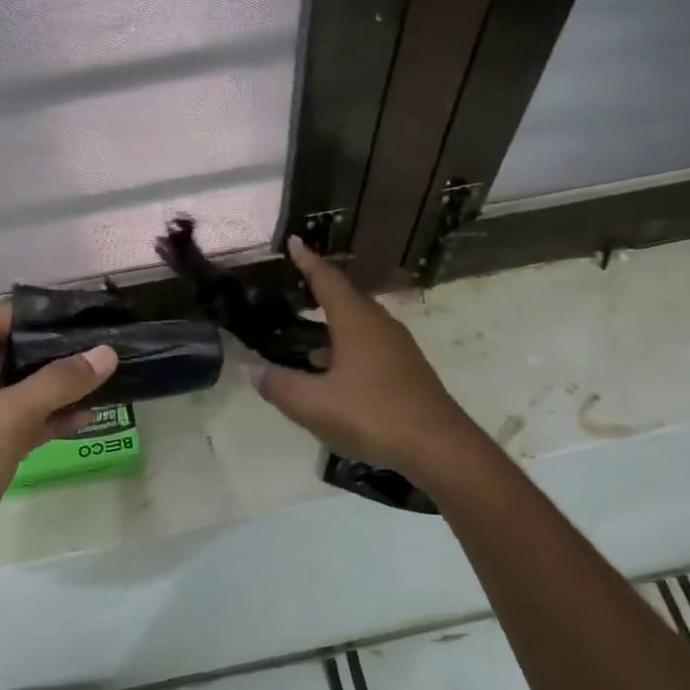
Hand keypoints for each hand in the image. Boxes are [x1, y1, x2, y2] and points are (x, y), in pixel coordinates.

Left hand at [0, 305, 116, 602]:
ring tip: (101, 378)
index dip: (25, 316)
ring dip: (57, 389)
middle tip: (97, 344)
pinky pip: (26, 429)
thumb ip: (55, 384)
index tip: (72, 316)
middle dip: (49, 352)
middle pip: (7, 359)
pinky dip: (53, 422)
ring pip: (21, 396)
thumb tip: (105, 353)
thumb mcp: (3, 419)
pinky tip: (87, 418)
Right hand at [251, 238, 482, 484]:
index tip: (295, 241)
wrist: (438, 447)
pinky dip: (347, 352)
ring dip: (333, 330)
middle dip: (321, 293)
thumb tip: (251, 368)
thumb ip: (279, 385)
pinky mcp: (408, 373)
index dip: (308, 262)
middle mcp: (380, 327)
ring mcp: (398, 350)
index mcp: (356, 322)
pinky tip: (334, 377)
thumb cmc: (372, 414)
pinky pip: (370, 349)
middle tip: (297, 290)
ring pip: (359, 328)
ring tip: (306, 344)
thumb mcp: (313, 404)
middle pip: (347, 300)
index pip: (328, 281)